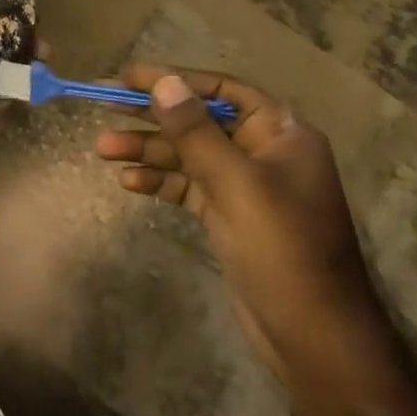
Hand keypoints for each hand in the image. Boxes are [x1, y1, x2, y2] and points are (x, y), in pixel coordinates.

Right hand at [94, 66, 391, 392]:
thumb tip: (164, 81)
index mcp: (281, 133)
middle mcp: (264, 152)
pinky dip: (161, 182)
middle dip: (153, 116)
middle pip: (200, 120)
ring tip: (102, 149)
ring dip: (148, 151)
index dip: (174, 79)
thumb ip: (196, 132)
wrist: (314, 338)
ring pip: (189, 155)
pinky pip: (189, 186)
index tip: (129, 77)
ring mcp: (246, 186)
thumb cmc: (281, 250)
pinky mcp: (230, 215)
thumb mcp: (235, 184)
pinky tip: (128, 183)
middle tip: (105, 106)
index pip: (222, 89)